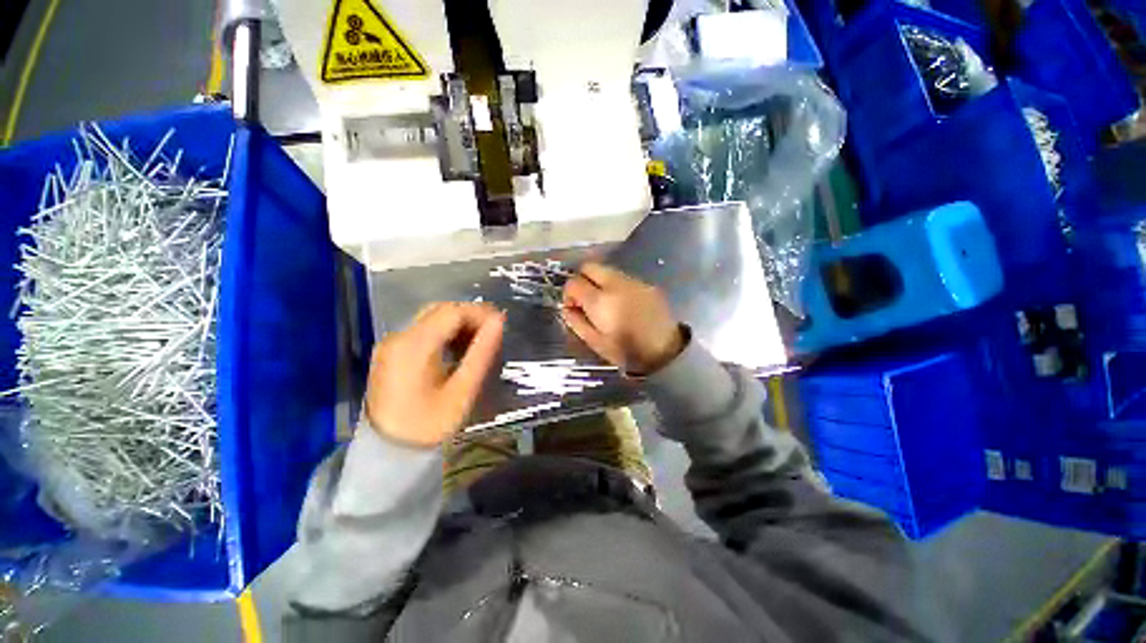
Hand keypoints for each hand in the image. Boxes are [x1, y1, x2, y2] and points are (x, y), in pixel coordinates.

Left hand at [365, 302, 504, 447]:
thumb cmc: (429, 425)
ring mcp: (391, 344)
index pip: (452, 312)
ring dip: (458, 323)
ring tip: (479, 340)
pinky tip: (457, 348)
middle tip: (492, 331)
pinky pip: (421, 331)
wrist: (388, 453)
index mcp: (414, 346)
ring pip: (430, 318)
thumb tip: (498, 322)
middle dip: (470, 316)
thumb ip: (481, 353)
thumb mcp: (462, 390)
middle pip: (439, 310)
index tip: (501, 324)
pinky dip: (444, 332)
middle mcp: (398, 338)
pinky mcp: (390, 353)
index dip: (479, 313)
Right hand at [562, 263, 684, 374]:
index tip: (572, 307)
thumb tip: (567, 307)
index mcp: (600, 301)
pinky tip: (622, 303)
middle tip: (584, 300)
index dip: (568, 294)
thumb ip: (576, 322)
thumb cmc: (627, 352)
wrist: (666, 351)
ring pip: (606, 270)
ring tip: (605, 303)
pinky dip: (615, 285)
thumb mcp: (596, 342)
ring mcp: (633, 281)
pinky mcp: (646, 284)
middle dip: (581, 279)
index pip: (573, 282)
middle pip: (589, 266)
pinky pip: (623, 277)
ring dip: (598, 281)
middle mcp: (615, 284)